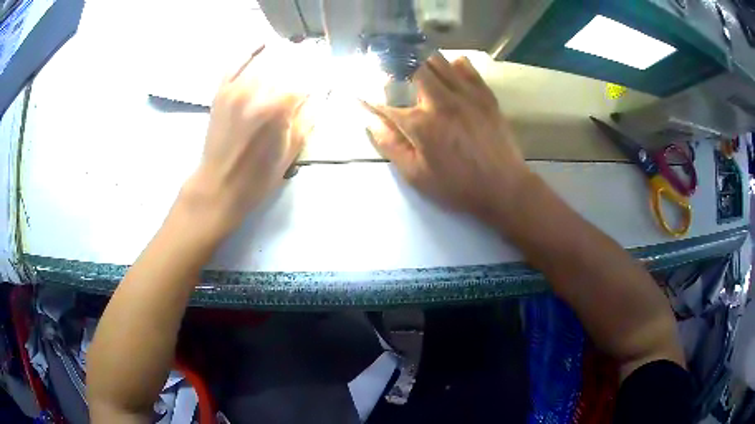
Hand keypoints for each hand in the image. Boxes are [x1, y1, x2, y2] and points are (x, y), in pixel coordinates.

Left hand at [181, 45, 309, 238]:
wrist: (219, 185)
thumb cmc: (258, 177)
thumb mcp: (292, 152)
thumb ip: (308, 119)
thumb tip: (320, 95)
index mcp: (279, 109)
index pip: (307, 79)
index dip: (320, 75)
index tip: (328, 75)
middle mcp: (258, 91)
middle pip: (287, 63)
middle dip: (304, 59)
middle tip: (311, 61)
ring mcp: (236, 89)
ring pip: (264, 59)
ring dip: (281, 52)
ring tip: (292, 49)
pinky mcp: (221, 92)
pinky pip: (235, 63)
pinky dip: (248, 52)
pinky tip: (261, 45)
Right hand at [364, 54, 532, 223]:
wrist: (504, 187)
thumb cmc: (458, 186)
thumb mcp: (417, 176)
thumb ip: (391, 145)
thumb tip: (370, 122)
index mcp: (421, 124)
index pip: (385, 103)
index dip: (368, 97)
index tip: (358, 92)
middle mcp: (441, 100)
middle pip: (412, 67)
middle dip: (395, 65)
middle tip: (389, 70)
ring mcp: (466, 94)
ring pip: (438, 61)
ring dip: (422, 61)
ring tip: (415, 67)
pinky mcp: (485, 95)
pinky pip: (466, 67)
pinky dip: (452, 65)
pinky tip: (448, 72)